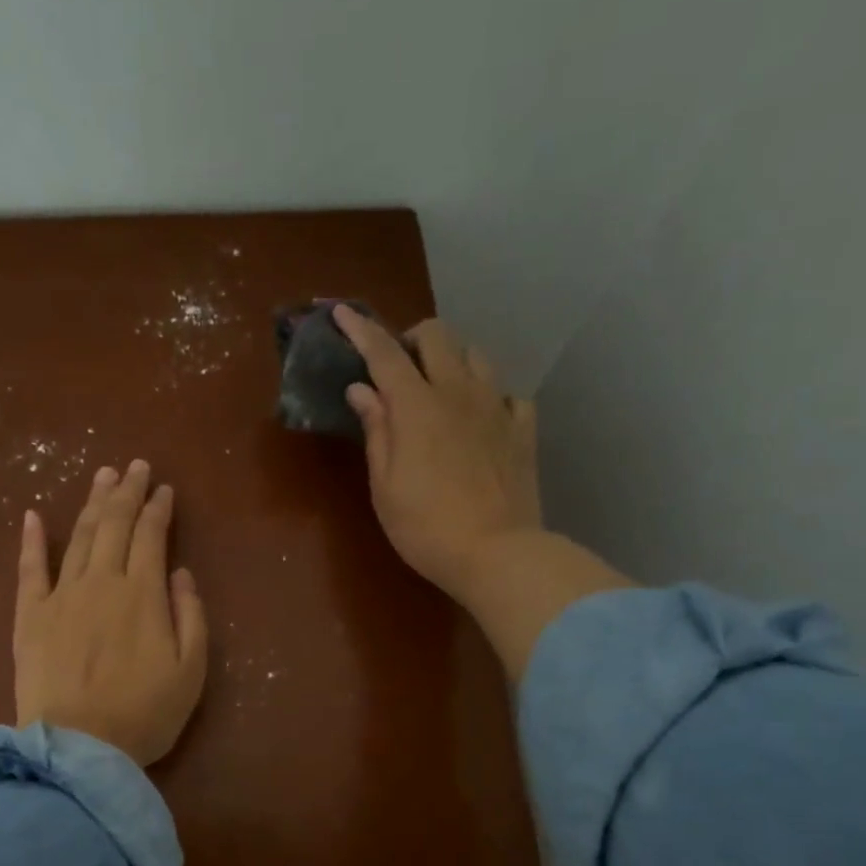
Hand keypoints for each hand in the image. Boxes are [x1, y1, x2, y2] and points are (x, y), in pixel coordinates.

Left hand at [14, 461, 208, 766]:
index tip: (165, 489)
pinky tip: (35, 515)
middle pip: (115, 525)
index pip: (152, 536)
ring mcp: (61, 596)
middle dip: (127, 492)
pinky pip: (29, 569)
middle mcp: (102, 582)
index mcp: (143, 594)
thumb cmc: (144, 714)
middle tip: (135, 466)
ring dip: (93, 503)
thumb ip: (190, 615)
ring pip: (80, 537)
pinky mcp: (30, 617)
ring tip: (103, 476)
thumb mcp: (190, 670)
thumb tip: (179, 572)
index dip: (159, 509)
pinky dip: (33, 540)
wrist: (78, 748)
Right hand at [334, 305, 541, 604]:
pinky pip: (509, 394)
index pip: (384, 354)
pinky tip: (482, 415)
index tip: (342, 313)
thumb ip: (377, 431)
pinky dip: (490, 395)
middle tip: (398, 366)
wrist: (497, 553)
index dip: (361, 330)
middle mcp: (459, 393)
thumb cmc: (426, 527)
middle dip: (412, 337)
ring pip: (477, 355)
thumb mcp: (385, 486)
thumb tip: (363, 390)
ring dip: (453, 359)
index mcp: (417, 407)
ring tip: (440, 386)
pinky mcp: (523, 430)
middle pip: (438, 336)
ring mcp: (497, 408)